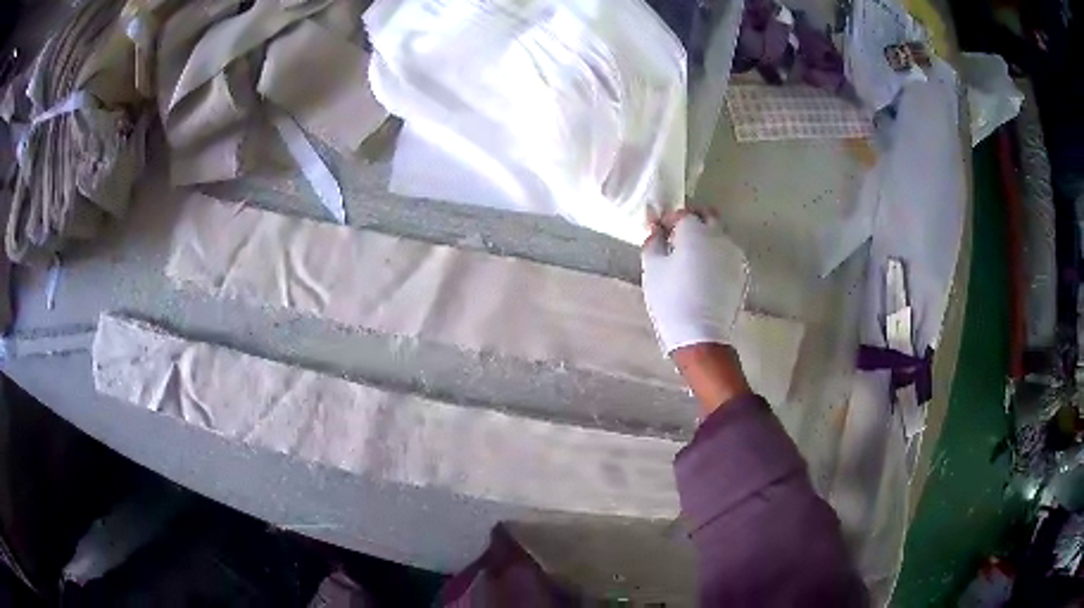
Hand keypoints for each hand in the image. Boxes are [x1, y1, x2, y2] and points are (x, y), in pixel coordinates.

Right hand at [641, 210, 748, 355]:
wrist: (701, 335)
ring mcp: (734, 255)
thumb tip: (657, 231)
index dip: (667, 220)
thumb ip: (653, 242)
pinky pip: (726, 255)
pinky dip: (715, 256)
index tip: (657, 231)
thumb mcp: (652, 269)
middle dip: (693, 220)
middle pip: (708, 216)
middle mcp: (720, 236)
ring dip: (706, 237)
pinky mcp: (741, 274)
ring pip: (719, 235)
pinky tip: (704, 273)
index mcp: (696, 231)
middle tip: (677, 236)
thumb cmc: (671, 299)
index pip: (681, 213)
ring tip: (690, 257)